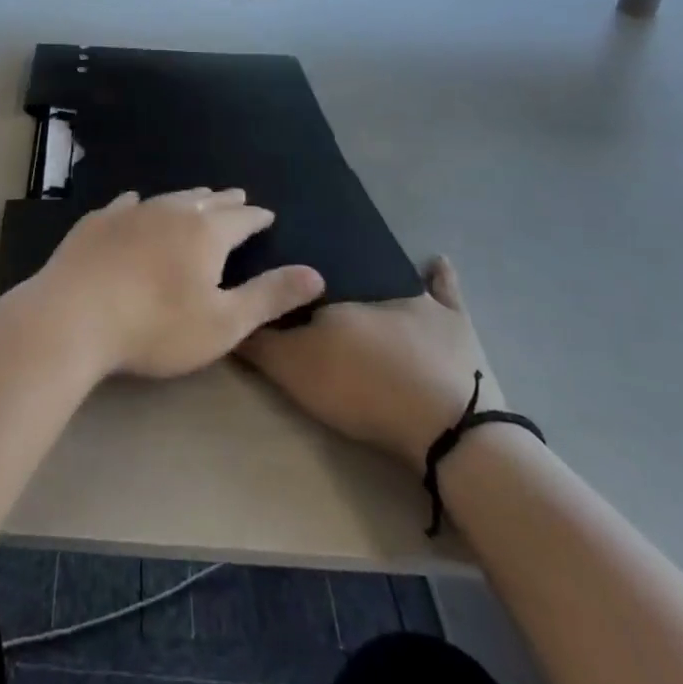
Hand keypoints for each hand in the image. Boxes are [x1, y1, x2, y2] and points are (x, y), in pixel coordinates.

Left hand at [30, 188, 324, 379]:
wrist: (74, 315)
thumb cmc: (156, 326)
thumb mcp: (223, 323)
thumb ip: (269, 296)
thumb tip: (316, 274)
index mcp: (205, 233)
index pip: (240, 219)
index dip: (256, 218)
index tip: (267, 214)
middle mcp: (170, 211)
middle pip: (206, 201)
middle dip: (225, 201)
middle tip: (238, 197)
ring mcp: (130, 212)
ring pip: (168, 197)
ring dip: (188, 197)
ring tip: (199, 196)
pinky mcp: (98, 221)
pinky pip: (127, 203)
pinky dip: (141, 203)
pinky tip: (135, 201)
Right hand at [241, 257, 501, 471]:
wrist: (444, 425)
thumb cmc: (363, 388)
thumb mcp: (296, 370)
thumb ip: (259, 343)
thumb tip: (226, 309)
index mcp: (335, 294)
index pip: (301, 279)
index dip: (286, 279)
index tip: (274, 276)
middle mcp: (371, 285)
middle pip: (344, 274)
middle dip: (329, 272)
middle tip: (314, 274)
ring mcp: (419, 301)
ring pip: (389, 274)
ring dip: (374, 266)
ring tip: (359, 258)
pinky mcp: (456, 324)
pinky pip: (445, 289)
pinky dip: (439, 274)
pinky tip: (436, 260)